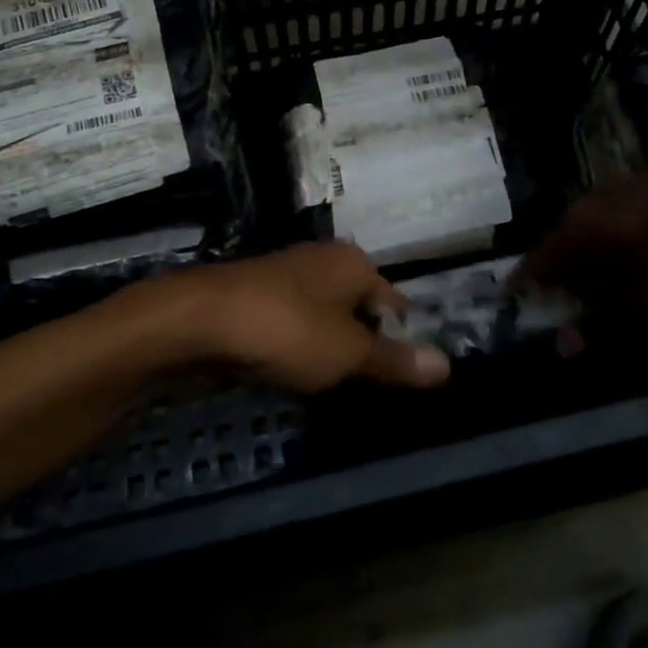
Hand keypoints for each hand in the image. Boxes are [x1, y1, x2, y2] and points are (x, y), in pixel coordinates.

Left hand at [168, 243, 449, 393]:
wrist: (199, 320)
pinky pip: (290, 324)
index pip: (394, 302)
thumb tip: (448, 364)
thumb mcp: (348, 353)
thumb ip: (395, 360)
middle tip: (362, 387)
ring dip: (326, 347)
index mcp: (354, 263)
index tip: (396, 378)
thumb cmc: (287, 330)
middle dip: (360, 345)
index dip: (399, 340)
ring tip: (326, 385)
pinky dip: (294, 346)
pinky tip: (287, 371)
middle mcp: (323, 259)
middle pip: (357, 307)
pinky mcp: (255, 295)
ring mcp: (285, 274)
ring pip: (322, 316)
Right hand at [519, 137, 647, 321]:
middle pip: (565, 250)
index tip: (524, 321)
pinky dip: (624, 257)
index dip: (528, 295)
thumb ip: (609, 322)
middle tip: (572, 322)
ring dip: (597, 273)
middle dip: (565, 287)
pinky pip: (624, 231)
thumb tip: (563, 346)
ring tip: (609, 304)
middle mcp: (592, 203)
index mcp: (581, 226)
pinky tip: (644, 272)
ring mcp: (626, 191)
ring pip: (597, 239)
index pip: (536, 264)